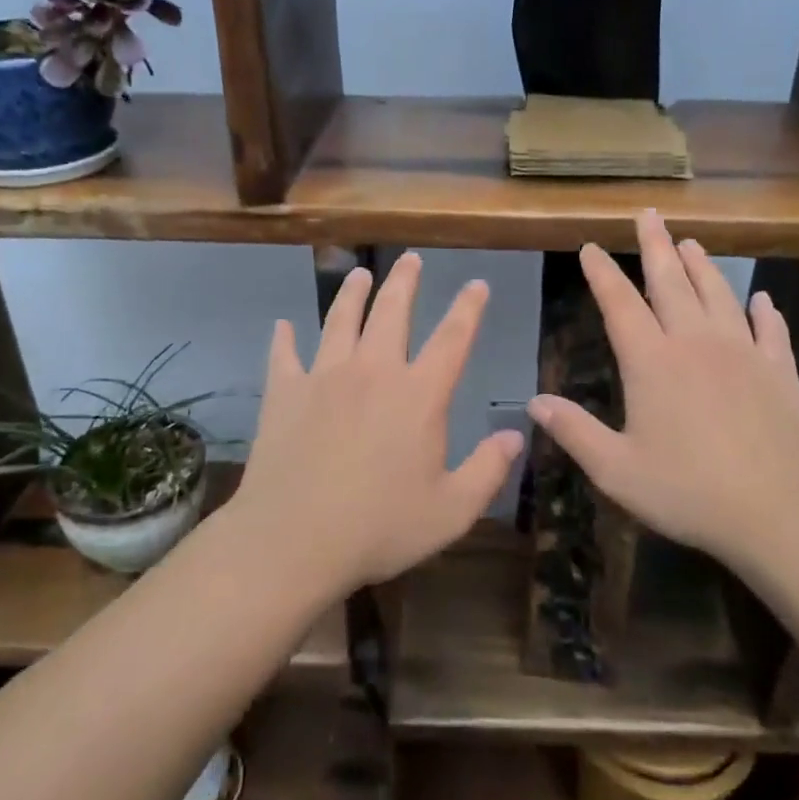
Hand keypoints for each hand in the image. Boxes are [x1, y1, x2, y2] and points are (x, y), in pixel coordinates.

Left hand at [230, 252, 524, 593]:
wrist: (293, 540)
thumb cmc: (379, 528)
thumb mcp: (451, 510)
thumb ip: (488, 469)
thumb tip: (516, 434)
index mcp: (419, 394)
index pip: (453, 338)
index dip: (468, 308)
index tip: (476, 284)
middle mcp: (373, 371)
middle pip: (392, 312)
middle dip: (405, 282)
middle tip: (411, 259)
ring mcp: (324, 377)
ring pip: (340, 321)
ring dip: (352, 294)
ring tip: (359, 274)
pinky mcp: (284, 393)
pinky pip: (284, 355)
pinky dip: (284, 339)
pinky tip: (282, 326)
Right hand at [527, 210, 798, 569]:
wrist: (776, 513)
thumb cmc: (687, 492)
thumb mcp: (616, 470)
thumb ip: (574, 431)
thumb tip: (534, 402)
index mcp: (652, 362)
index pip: (620, 304)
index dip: (602, 274)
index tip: (591, 248)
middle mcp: (696, 343)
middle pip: (671, 282)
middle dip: (656, 246)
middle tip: (649, 215)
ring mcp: (743, 353)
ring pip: (719, 294)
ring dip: (703, 266)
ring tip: (691, 242)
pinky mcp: (779, 371)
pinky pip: (771, 330)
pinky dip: (764, 311)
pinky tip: (762, 298)